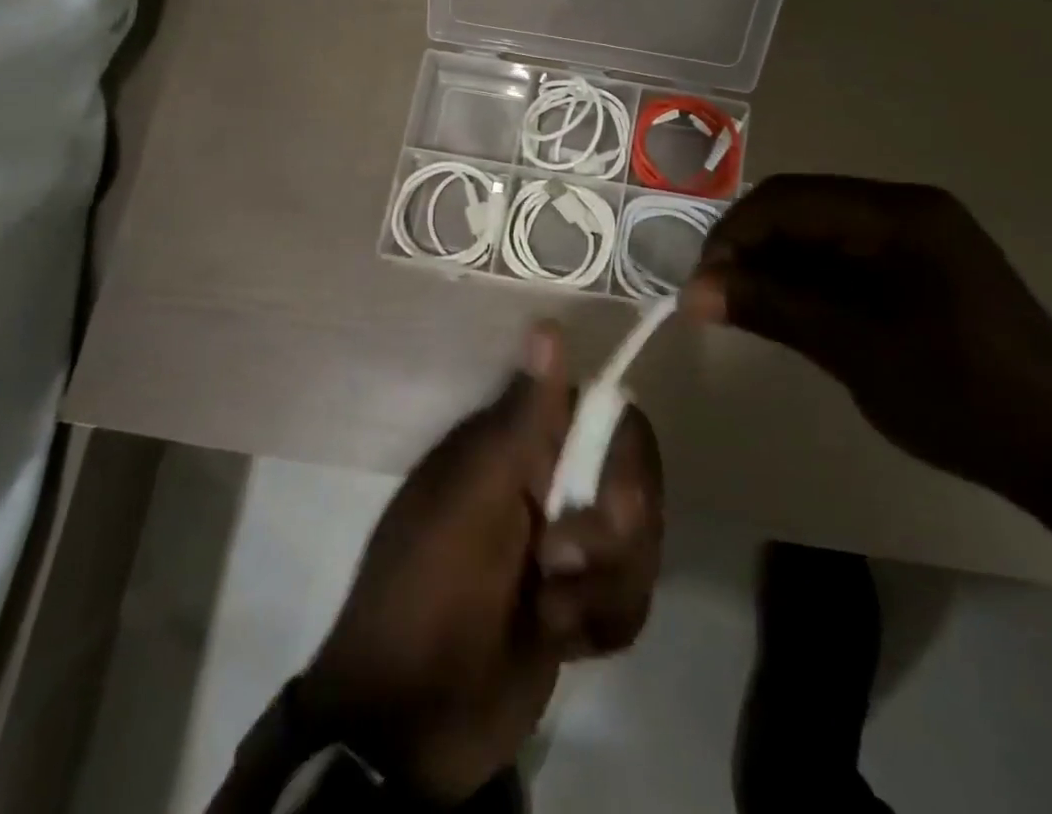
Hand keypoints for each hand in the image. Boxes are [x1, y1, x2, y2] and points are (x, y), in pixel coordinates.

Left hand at [296, 326, 662, 802]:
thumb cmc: (429, 592)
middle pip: (636, 480)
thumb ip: (521, 420)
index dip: (621, 454)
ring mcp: (571, 543)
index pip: (606, 416)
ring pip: (641, 541)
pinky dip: (603, 623)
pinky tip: (562, 641)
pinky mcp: (585, 601)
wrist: (410, 727)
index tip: (608, 499)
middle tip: (560, 566)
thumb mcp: (471, 501)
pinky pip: (634, 595)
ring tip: (550, 616)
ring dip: (604, 589)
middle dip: (613, 534)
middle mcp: (551, 482)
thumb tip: (548, 324)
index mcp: (520, 445)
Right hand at [683, 175, 1051, 506]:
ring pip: (821, 231)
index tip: (701, 284)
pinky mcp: (923, 265)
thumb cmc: (963, 398)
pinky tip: (788, 311)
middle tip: (716, 298)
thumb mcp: (856, 352)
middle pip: (803, 207)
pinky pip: (847, 255)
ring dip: (777, 264)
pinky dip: (809, 279)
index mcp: (901, 214)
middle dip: (752, 248)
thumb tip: (693, 291)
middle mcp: (908, 208)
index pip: (790, 198)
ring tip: (742, 309)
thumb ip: (773, 310)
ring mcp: (919, 235)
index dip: (735, 234)